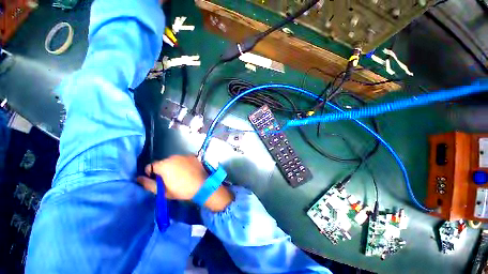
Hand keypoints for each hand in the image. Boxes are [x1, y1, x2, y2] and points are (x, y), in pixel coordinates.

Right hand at [137, 155, 233, 211]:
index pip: (150, 166)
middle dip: (163, 170)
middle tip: (170, 180)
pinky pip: (183, 159)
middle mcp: (173, 157)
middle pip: (162, 163)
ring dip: (173, 166)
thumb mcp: (163, 191)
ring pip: (173, 160)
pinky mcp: (192, 156)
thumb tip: (138, 178)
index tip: (157, 181)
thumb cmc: (182, 190)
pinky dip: (182, 164)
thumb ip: (149, 184)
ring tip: (180, 175)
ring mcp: (184, 155)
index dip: (151, 174)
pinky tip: (188, 171)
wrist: (202, 185)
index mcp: (164, 165)